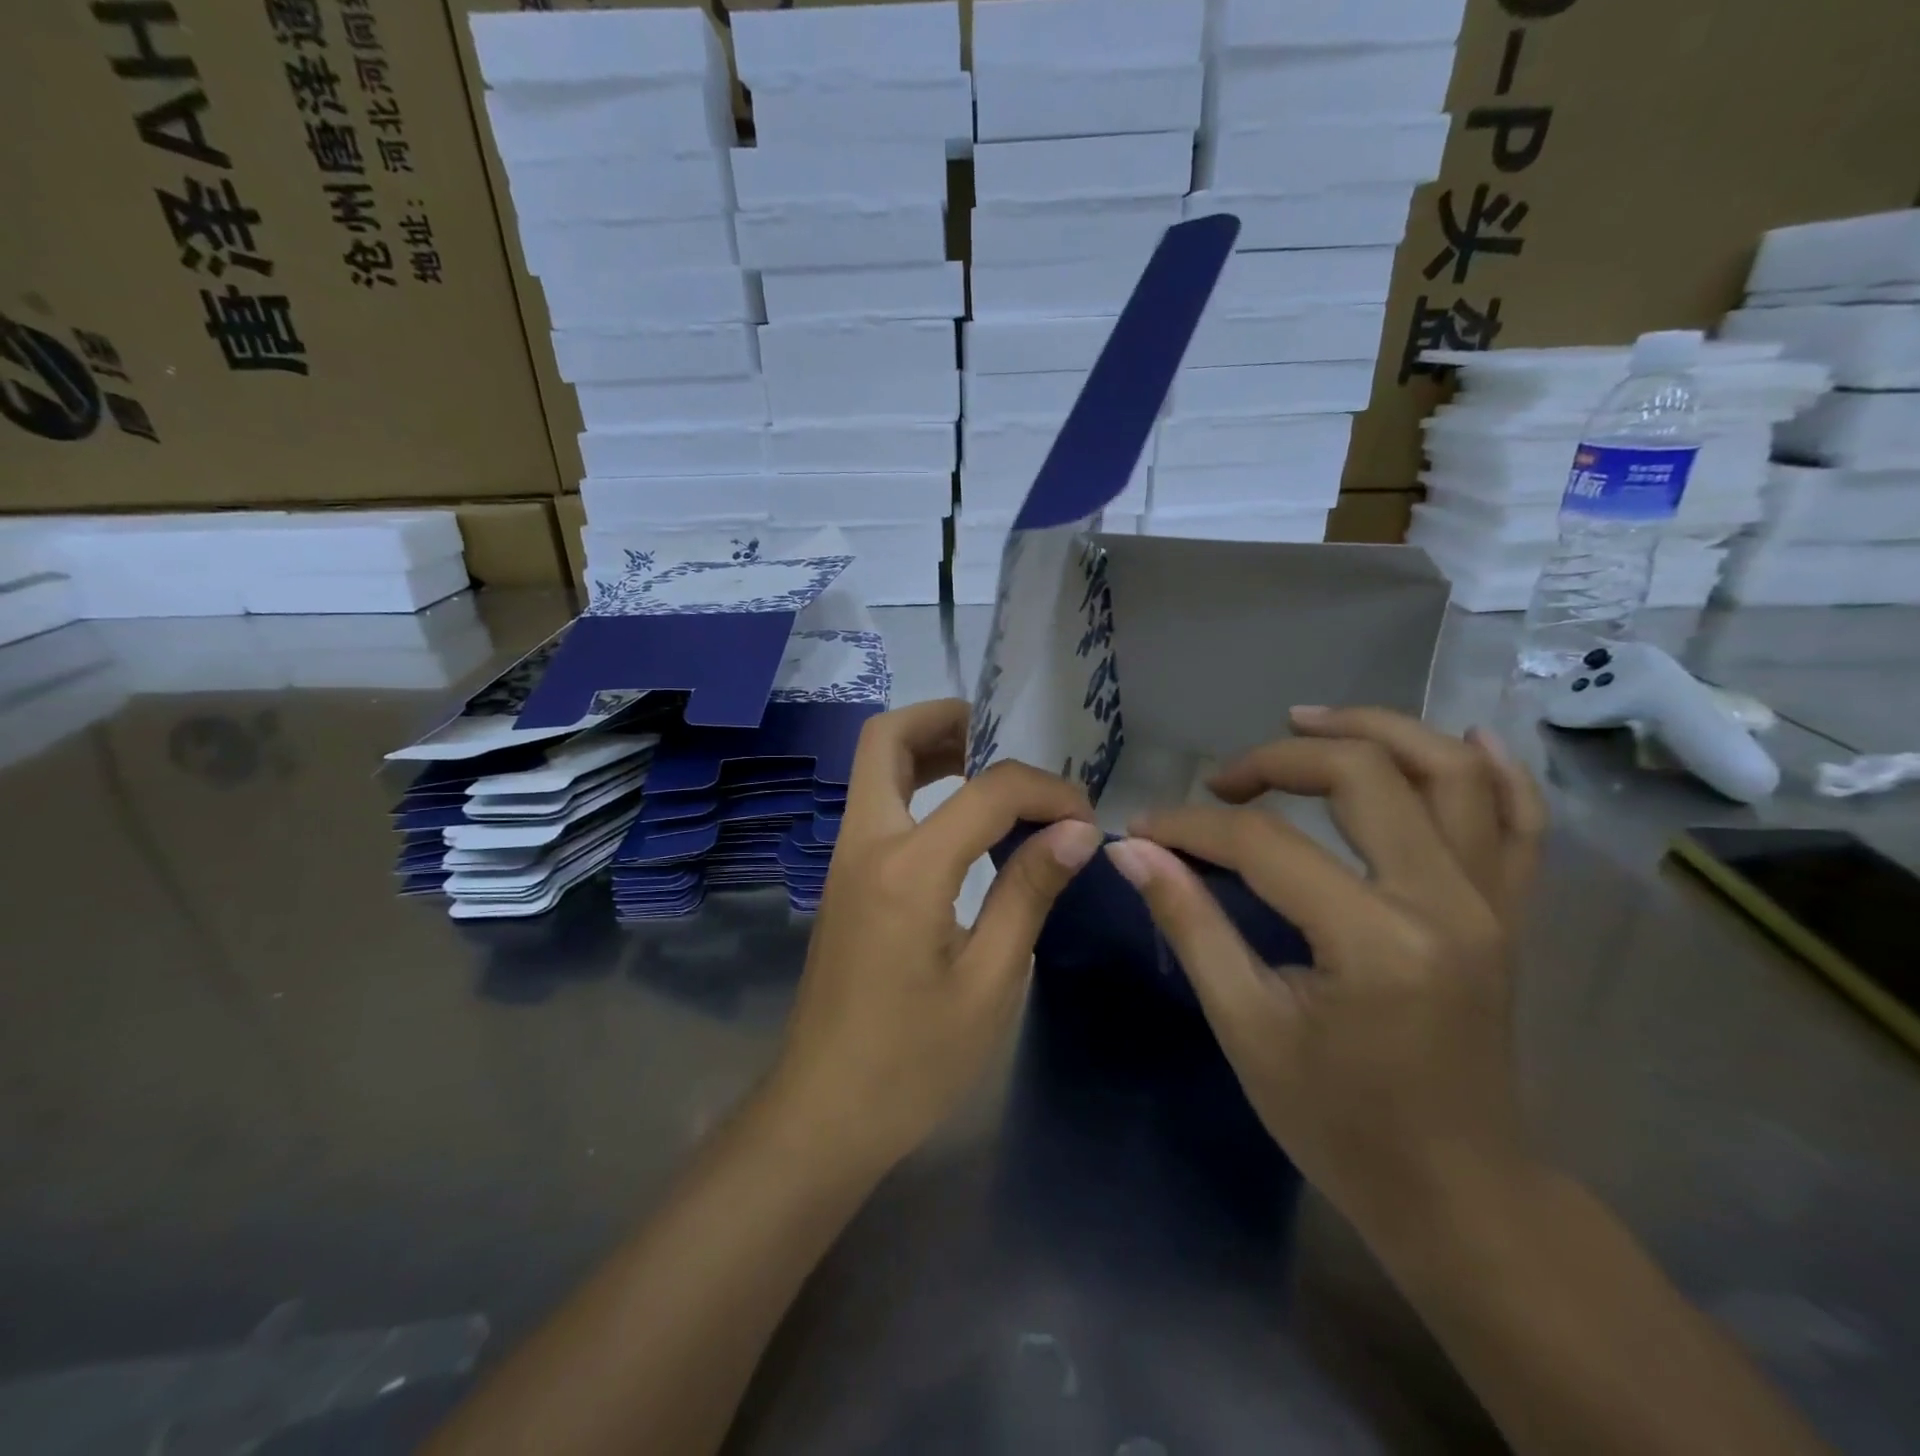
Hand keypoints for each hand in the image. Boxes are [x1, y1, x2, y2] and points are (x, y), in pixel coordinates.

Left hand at [770, 700, 1101, 1172]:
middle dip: (947, 720)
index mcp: (907, 869)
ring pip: (876, 767)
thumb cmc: (913, 1061)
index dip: (1044, 790)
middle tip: (1006, 739)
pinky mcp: (844, 881)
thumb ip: (1029, 891)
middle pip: (887, 739)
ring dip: (929, 749)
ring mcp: (845, 860)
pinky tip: (963, 822)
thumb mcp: (989, 981)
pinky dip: (918, 786)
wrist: (824, 1113)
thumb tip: (1076, 830)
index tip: (1083, 819)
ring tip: (991, 770)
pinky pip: (878, 804)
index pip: (986, 791)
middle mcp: (865, 845)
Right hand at [1104, 708, 1547, 1238]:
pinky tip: (1455, 736)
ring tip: (1306, 720)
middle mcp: (1448, 903)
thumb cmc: (1338, 1122)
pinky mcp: (1511, 914)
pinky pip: (1518, 822)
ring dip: (1375, 729)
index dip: (1192, 825)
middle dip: (1278, 759)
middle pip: (1363, 775)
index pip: (1265, 843)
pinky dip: (1493, 769)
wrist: (1456, 1193)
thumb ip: (1190, 923)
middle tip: (1223, 779)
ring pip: (1449, 773)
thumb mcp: (1246, 1026)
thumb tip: (1130, 850)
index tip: (1145, 829)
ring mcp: (1493, 904)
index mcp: (1376, 941)